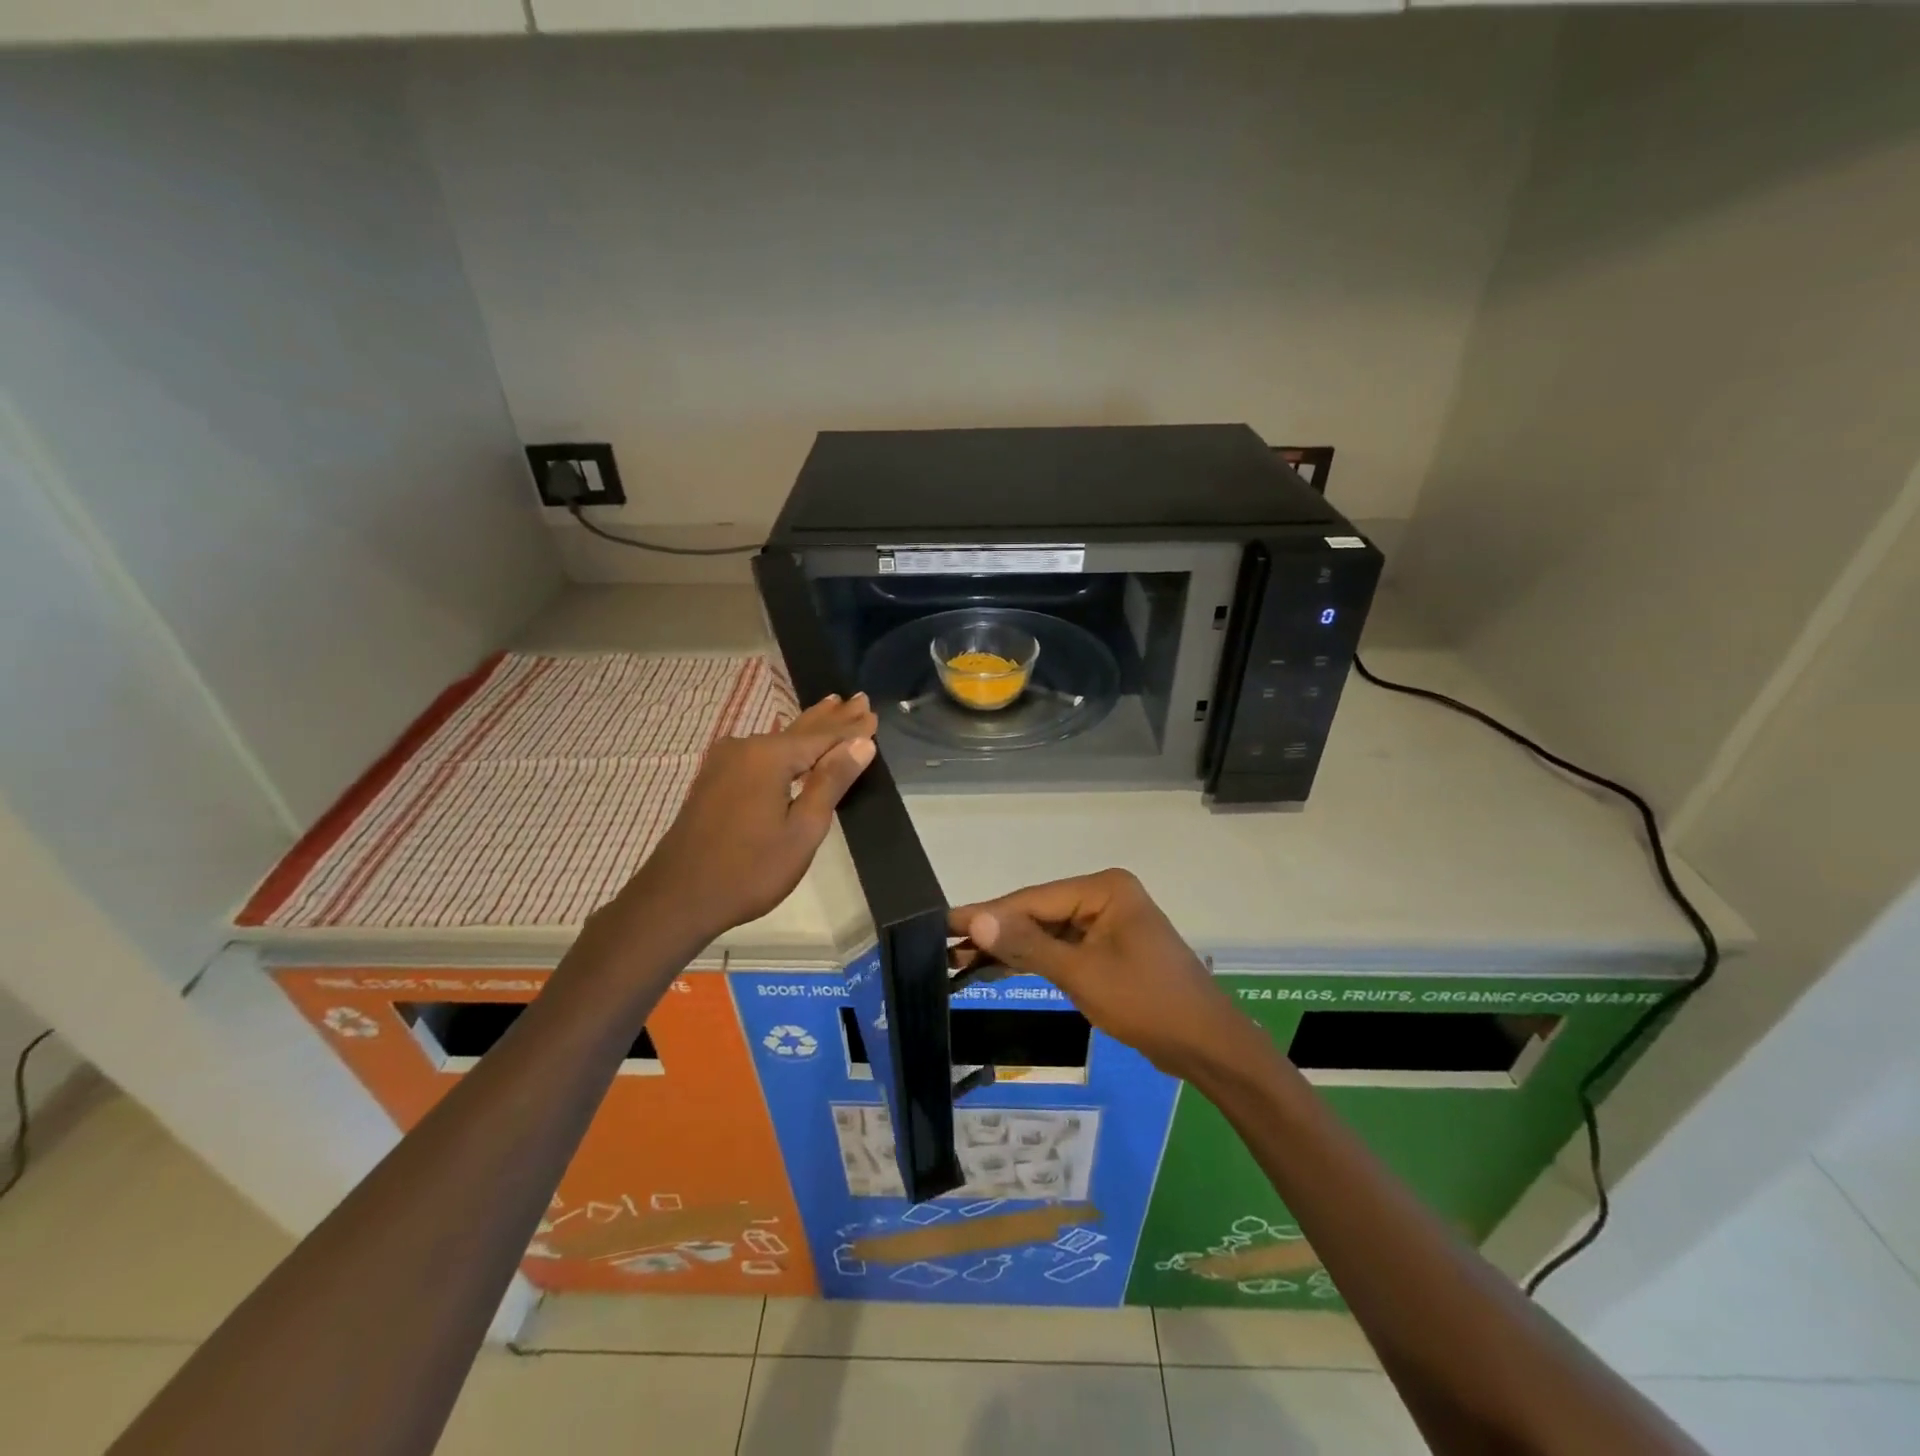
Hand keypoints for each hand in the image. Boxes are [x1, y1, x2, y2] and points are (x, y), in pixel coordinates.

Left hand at [621, 693, 877, 944]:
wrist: (678, 897)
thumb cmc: (749, 870)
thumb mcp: (802, 830)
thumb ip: (831, 782)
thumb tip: (861, 743)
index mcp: (769, 757)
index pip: (823, 737)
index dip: (851, 730)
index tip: (874, 715)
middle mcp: (745, 748)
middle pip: (799, 730)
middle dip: (831, 718)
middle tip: (858, 699)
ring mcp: (725, 762)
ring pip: (778, 739)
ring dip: (808, 728)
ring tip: (832, 706)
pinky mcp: (714, 779)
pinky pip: (760, 751)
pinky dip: (784, 744)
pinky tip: (789, 739)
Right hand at [948, 869, 1264, 1080]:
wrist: (1206, 1045)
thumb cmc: (1146, 1002)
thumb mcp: (1081, 973)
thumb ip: (1027, 945)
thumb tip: (977, 921)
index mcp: (1103, 888)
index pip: (1033, 899)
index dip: (987, 914)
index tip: (944, 923)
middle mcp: (1105, 896)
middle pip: (1038, 912)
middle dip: (996, 932)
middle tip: (945, 946)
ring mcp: (1108, 922)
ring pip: (1048, 932)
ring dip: (1011, 948)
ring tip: (961, 960)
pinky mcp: (1109, 948)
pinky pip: (1064, 948)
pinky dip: (1035, 959)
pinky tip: (1000, 967)